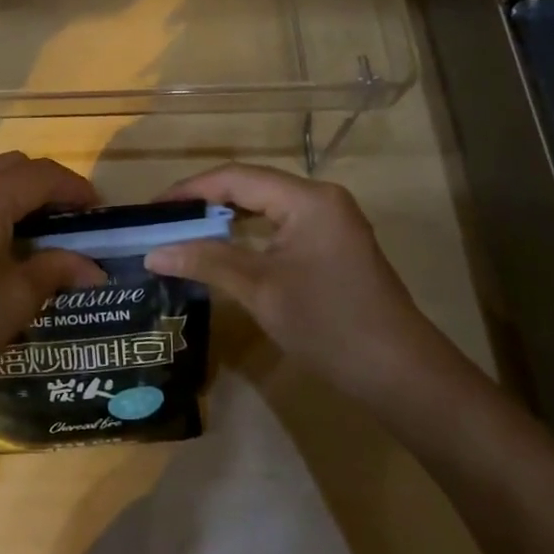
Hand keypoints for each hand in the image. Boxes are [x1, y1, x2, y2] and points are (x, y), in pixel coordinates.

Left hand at [0, 153, 106, 417]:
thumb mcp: (15, 301)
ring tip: (21, 227)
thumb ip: (56, 270)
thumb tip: (93, 269)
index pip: (42, 175)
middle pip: (9, 164)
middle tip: (62, 219)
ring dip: (6, 188)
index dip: (74, 188)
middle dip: (42, 184)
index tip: (94, 210)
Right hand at [144, 163, 456, 406]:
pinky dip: (248, 233)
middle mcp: (320, 199)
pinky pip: (280, 225)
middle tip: (163, 221)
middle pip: (251, 186)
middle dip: (204, 201)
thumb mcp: (260, 290)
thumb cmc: (329, 325)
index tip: (152, 209)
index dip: (190, 190)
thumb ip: (206, 261)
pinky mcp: (333, 245)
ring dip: (225, 217)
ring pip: (265, 206)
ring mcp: (331, 222)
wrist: (402, 375)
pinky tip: (223, 248)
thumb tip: (153, 253)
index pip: (236, 178)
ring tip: (183, 231)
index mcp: (307, 199)